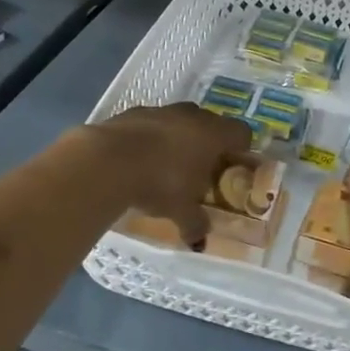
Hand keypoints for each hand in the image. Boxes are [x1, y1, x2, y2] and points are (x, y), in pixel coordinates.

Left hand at [89, 105, 251, 245]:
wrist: (108, 160)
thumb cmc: (160, 183)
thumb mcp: (182, 211)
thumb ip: (195, 223)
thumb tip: (200, 240)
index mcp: (214, 135)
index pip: (242, 133)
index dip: (241, 148)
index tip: (233, 166)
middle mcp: (193, 116)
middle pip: (211, 123)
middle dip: (209, 143)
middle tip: (201, 169)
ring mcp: (162, 110)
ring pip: (180, 120)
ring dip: (179, 137)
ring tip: (168, 164)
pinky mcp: (133, 112)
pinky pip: (152, 123)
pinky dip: (151, 137)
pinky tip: (139, 158)